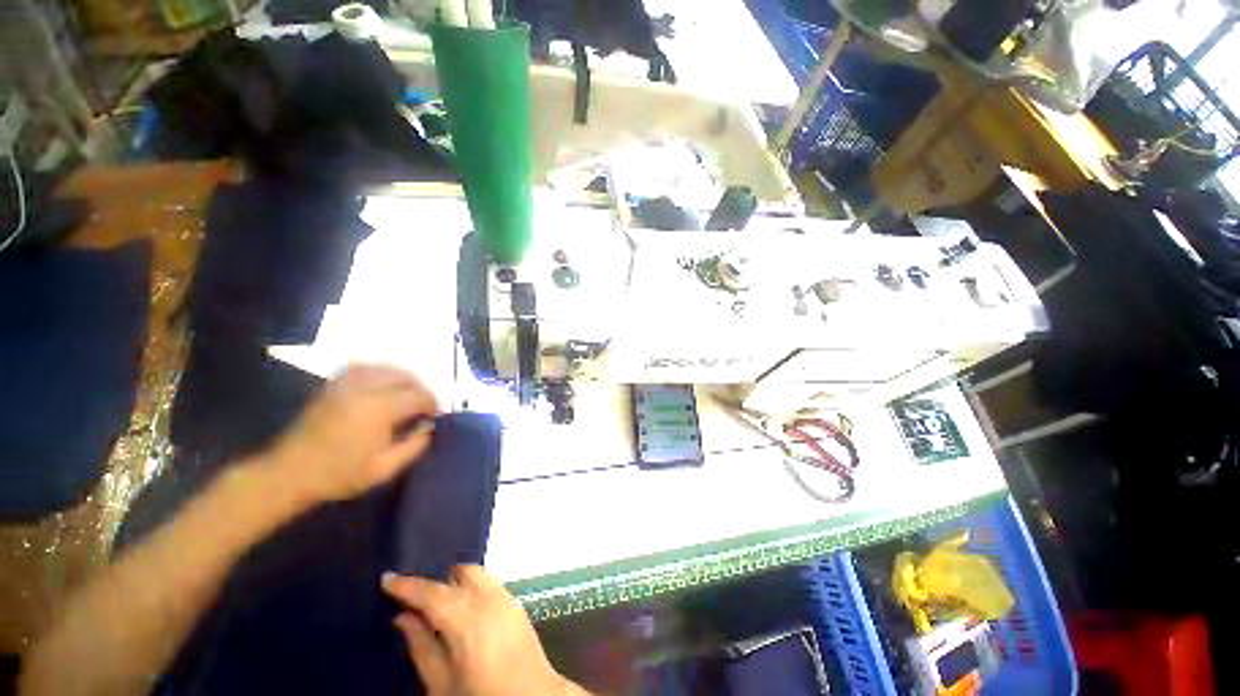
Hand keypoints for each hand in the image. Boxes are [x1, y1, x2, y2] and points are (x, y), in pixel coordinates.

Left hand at [265, 364, 439, 506]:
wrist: (289, 473)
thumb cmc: (339, 474)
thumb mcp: (384, 469)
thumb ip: (414, 446)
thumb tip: (429, 428)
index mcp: (381, 409)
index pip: (419, 396)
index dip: (433, 403)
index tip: (435, 415)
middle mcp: (366, 390)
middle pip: (405, 377)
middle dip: (421, 388)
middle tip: (425, 405)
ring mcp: (347, 385)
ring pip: (385, 368)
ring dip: (403, 377)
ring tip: (408, 392)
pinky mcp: (333, 386)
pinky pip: (362, 367)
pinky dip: (379, 371)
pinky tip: (383, 381)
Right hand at [382, 566, 589, 695]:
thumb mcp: (441, 684)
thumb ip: (421, 647)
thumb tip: (403, 617)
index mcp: (468, 621)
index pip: (433, 593)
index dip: (408, 585)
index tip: (387, 579)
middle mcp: (490, 600)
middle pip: (459, 573)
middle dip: (436, 580)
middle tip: (414, 598)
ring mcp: (507, 597)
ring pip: (478, 573)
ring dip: (456, 581)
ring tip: (438, 603)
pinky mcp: (517, 602)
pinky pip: (490, 582)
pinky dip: (473, 586)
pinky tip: (463, 606)